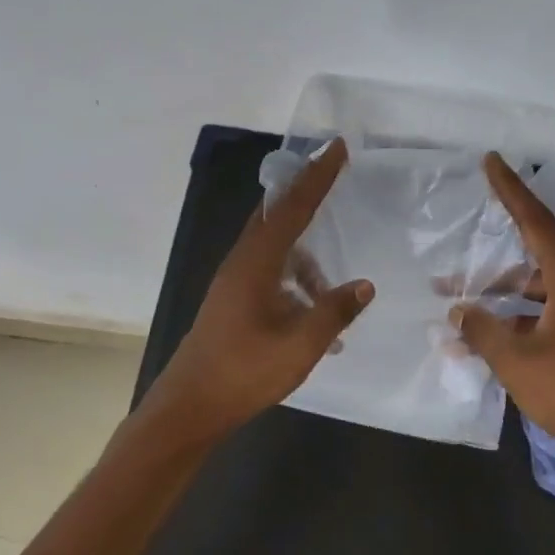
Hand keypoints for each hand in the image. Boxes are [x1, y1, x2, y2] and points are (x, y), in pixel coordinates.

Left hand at [145, 138, 373, 437]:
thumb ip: (333, 312)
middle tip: (335, 179)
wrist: (189, 406)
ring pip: (274, 249)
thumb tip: (364, 285)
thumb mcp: (299, 346)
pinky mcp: (232, 300)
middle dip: (307, 196)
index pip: (291, 207)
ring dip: (304, 256)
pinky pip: (270, 273)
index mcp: (255, 263)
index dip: (317, 176)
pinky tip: (313, 315)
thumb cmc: (243, 373)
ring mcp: (234, 282)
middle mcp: (242, 262)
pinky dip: (294, 280)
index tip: (336, 148)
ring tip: (331, 288)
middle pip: (276, 215)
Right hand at [449, 153, 554, 469]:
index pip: (537, 221)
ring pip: (541, 289)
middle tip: (455, 264)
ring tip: (462, 308)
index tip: (492, 161)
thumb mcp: (516, 361)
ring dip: (504, 296)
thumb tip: (460, 308)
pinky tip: (492, 340)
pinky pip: (552, 313)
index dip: (511, 189)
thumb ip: (481, 328)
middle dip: (493, 263)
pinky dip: (522, 319)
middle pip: (536, 257)